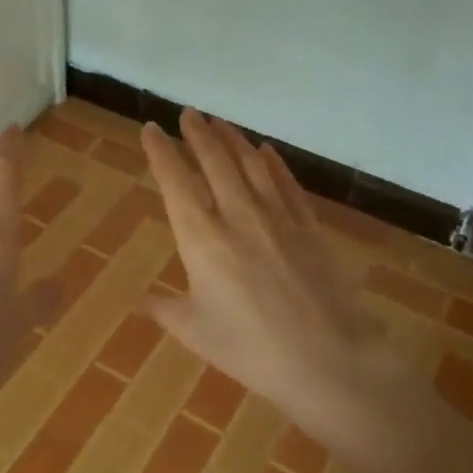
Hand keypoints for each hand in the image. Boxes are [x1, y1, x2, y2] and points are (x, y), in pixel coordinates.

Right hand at [141, 109, 395, 448]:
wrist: (329, 358)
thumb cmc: (252, 350)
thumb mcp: (197, 333)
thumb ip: (167, 310)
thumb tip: (143, 300)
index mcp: (201, 238)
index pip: (175, 181)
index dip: (161, 152)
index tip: (152, 129)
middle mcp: (237, 215)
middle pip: (214, 161)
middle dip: (198, 133)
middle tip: (188, 113)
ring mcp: (277, 217)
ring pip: (251, 164)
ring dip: (232, 139)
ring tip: (220, 122)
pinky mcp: (309, 225)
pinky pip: (287, 183)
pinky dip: (273, 162)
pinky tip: (266, 151)